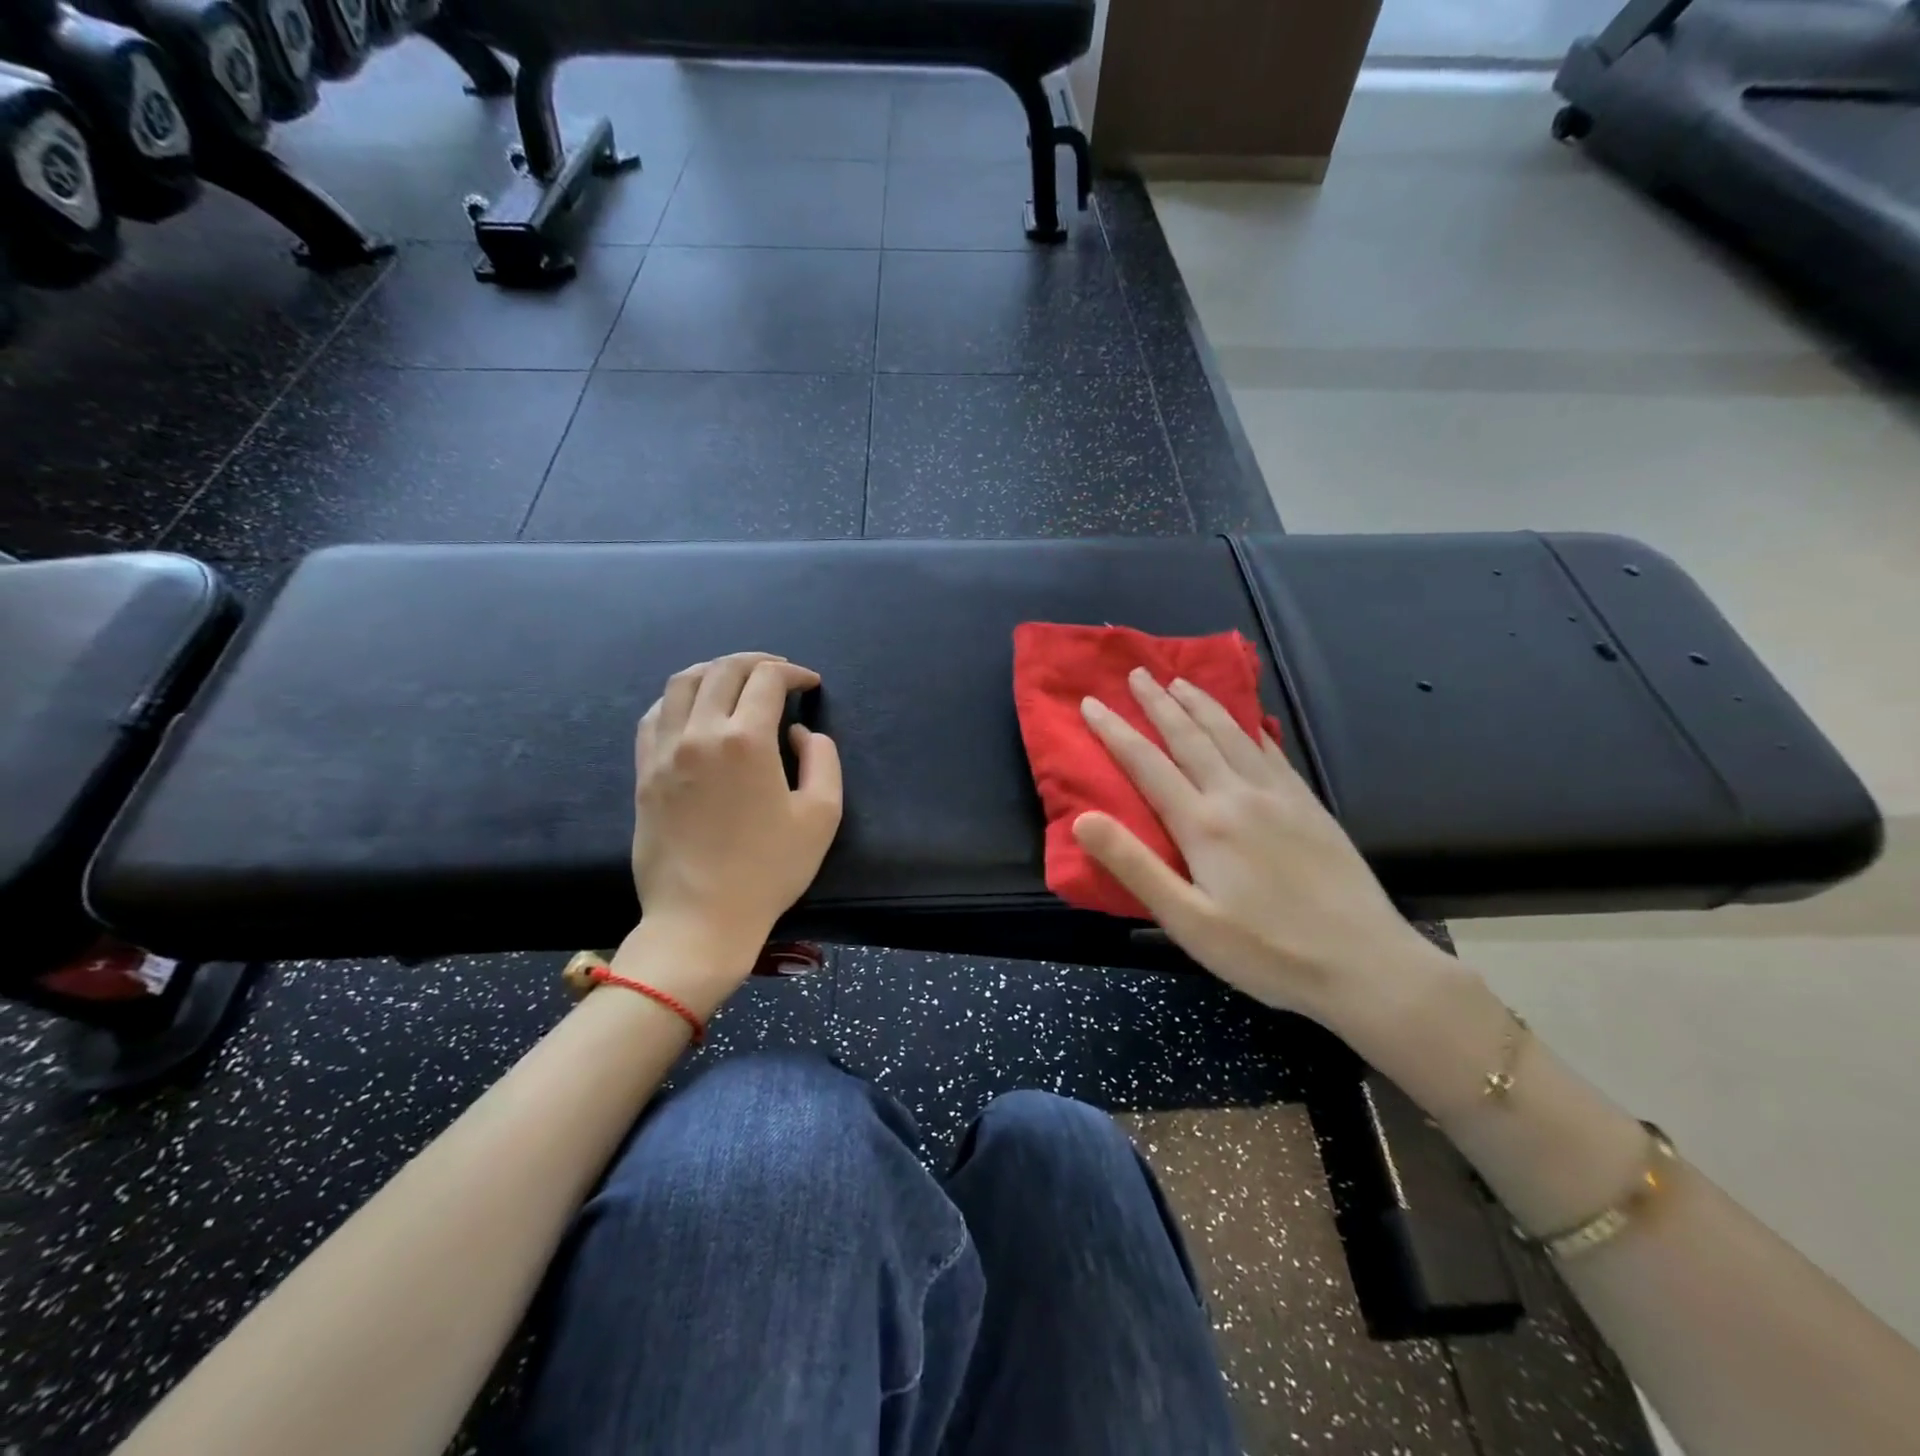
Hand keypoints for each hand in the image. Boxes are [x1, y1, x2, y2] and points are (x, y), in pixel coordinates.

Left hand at [627, 653, 842, 997]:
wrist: (701, 917)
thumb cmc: (769, 870)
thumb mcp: (822, 815)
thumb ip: (822, 760)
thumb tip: (800, 733)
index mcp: (746, 741)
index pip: (767, 679)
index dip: (793, 672)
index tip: (810, 683)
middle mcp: (699, 733)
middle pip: (723, 670)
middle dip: (757, 662)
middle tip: (779, 672)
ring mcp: (664, 751)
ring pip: (682, 683)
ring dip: (715, 670)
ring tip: (736, 679)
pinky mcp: (644, 772)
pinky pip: (654, 715)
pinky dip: (678, 698)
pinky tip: (694, 708)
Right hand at [1073, 669, 1450, 1034]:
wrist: (1367, 965)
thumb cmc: (1267, 952)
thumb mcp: (1187, 922)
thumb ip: (1133, 866)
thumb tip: (1082, 819)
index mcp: (1203, 824)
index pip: (1147, 764)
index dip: (1115, 731)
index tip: (1090, 703)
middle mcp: (1238, 796)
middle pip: (1190, 737)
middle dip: (1159, 702)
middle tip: (1137, 672)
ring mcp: (1279, 797)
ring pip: (1232, 735)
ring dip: (1202, 704)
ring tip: (1181, 681)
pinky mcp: (1310, 806)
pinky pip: (1272, 752)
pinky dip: (1251, 728)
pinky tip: (1248, 721)